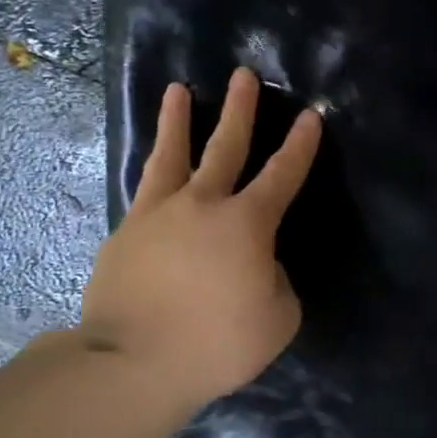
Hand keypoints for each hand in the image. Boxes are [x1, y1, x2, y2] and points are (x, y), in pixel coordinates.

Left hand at [82, 68, 321, 404]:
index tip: (310, 115)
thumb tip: (258, 264)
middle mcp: (203, 204)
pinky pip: (145, 190)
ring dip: (177, 120)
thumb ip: (276, 281)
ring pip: (171, 155)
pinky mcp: (126, 232)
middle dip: (241, 109)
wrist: (132, 363)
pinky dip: (154, 171)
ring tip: (178, 90)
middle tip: (244, 74)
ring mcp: (158, 214)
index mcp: (248, 223)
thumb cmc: (216, 342)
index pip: (283, 174)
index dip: (300, 145)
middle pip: (226, 146)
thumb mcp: (277, 318)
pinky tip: (154, 166)